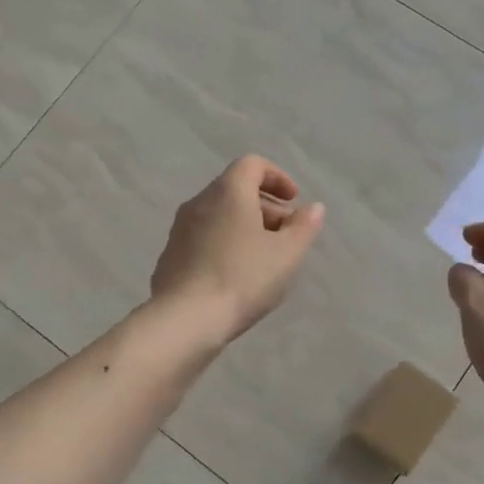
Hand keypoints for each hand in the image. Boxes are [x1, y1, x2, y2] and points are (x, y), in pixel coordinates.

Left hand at [151, 156, 325, 345]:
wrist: (185, 319)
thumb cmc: (243, 278)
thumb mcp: (286, 254)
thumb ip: (304, 226)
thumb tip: (313, 208)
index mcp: (228, 192)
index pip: (252, 165)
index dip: (277, 177)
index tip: (294, 201)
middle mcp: (199, 202)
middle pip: (235, 189)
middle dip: (265, 205)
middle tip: (286, 233)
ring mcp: (180, 229)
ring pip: (218, 215)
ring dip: (244, 226)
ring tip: (264, 257)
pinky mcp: (170, 255)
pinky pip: (204, 237)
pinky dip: (224, 243)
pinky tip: (236, 275)